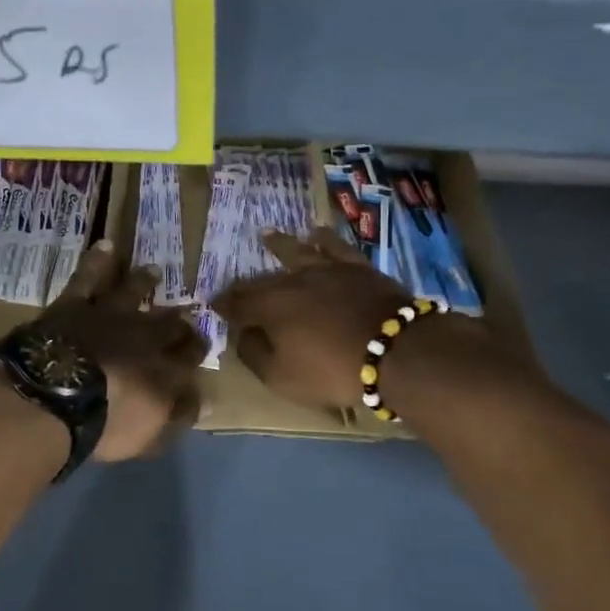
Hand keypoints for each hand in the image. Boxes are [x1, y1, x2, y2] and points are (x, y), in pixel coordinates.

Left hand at [39, 240, 206, 460]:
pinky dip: (97, 261)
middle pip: (167, 321)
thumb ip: (178, 416)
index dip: (196, 348)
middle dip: (178, 316)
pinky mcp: (75, 305)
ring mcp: (109, 315)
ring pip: (132, 291)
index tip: (201, 344)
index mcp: (164, 367)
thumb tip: (206, 405)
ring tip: (154, 271)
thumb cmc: (105, 423)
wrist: (56, 395)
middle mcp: (143, 334)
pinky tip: (105, 246)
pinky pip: (88, 278)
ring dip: (144, 282)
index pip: (190, 354)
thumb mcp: (149, 433)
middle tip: (187, 307)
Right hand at [213, 228, 511, 412]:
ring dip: (279, 245)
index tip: (213, 305)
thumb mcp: (282, 377)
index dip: (223, 306)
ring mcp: (326, 270)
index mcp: (270, 308)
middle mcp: (292, 281)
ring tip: (267, 236)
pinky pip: (336, 246)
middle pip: (262, 280)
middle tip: (235, 285)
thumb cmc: (333, 371)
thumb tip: (243, 335)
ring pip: (295, 253)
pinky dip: (324, 238)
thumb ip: (255, 355)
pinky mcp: (356, 267)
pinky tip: (317, 232)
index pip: (237, 304)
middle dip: (245, 284)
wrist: (397, 351)